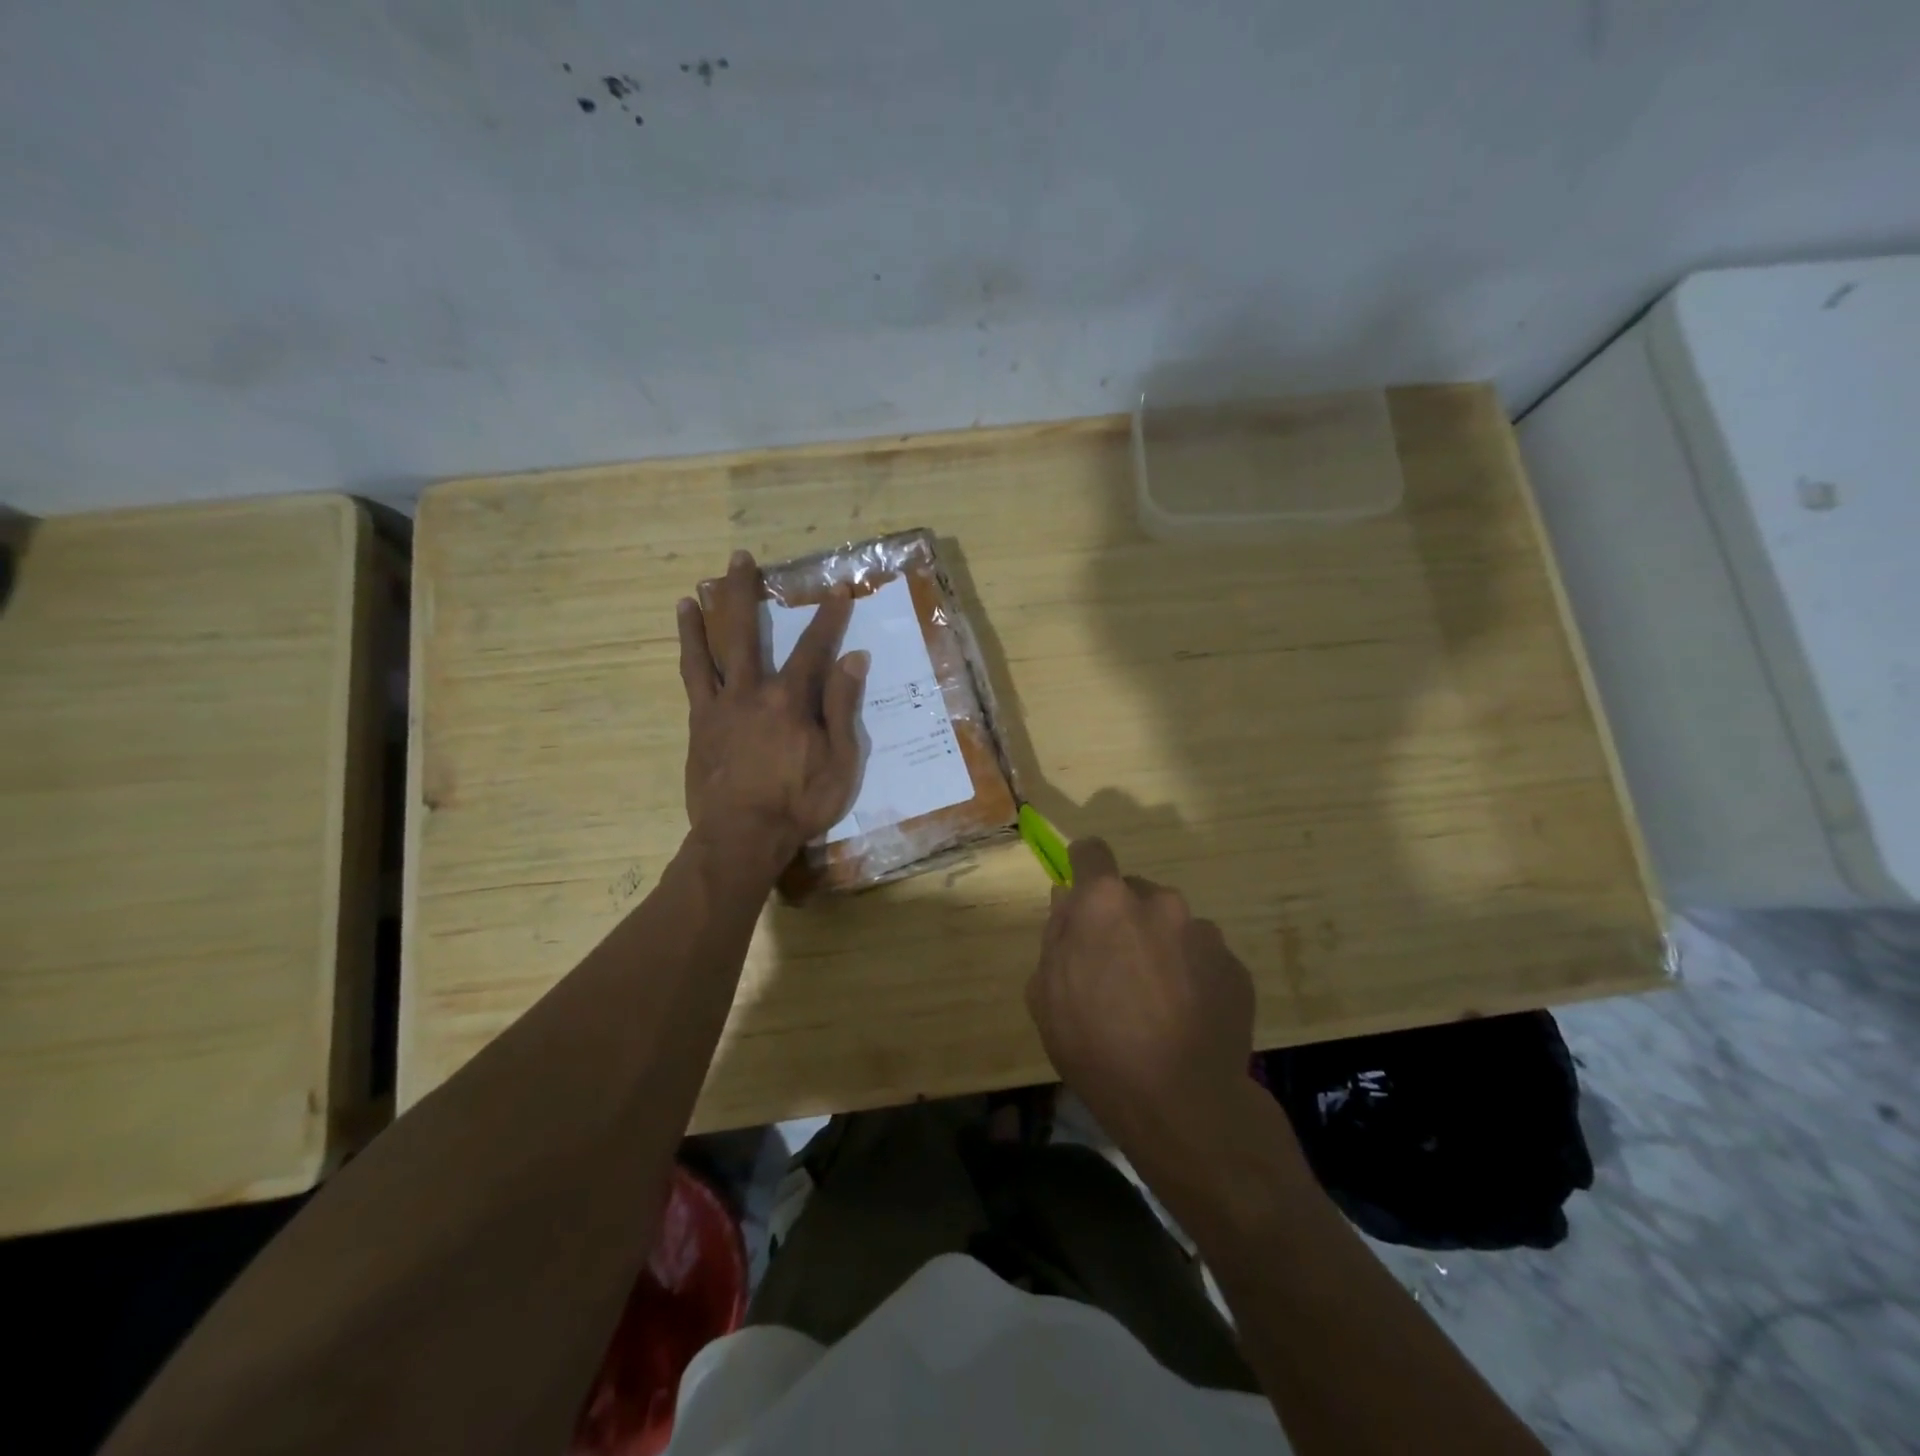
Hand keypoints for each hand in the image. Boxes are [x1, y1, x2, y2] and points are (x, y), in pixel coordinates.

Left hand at [677, 551, 868, 863]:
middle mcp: (751, 690)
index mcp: (791, 699)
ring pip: (710, 650)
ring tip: (695, 589)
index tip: (836, 588)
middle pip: (747, 631)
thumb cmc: (799, 803)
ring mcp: (720, 705)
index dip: (828, 616)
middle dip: (745, 592)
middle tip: (741, 558)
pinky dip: (689, 653)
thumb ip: (842, 706)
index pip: (814, 647)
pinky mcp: (699, 724)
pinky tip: (686, 639)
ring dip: (705, 615)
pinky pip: (692, 680)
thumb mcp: (840, 760)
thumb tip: (852, 658)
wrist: (742, 836)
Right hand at [1026, 837, 1255, 1152]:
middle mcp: (1159, 902)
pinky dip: (1192, 976)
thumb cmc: (1095, 1046)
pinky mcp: (1235, 967)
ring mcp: (1203, 933)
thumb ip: (1056, 935)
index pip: (1091, 852)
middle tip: (1117, 969)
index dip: (1082, 867)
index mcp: (1105, 902)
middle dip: (1123, 919)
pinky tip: (1185, 1019)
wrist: (1181, 1104)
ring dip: (1161, 948)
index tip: (1081, 893)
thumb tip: (1068, 901)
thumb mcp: (1046, 993)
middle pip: (1134, 893)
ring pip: (1172, 926)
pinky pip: (1203, 958)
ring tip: (1157, 1003)